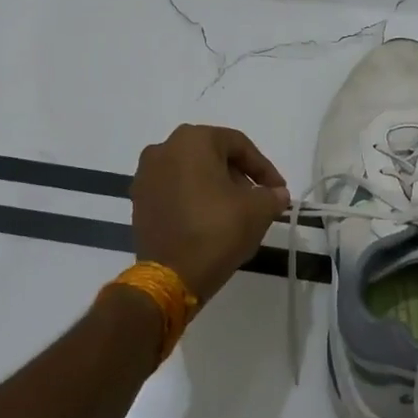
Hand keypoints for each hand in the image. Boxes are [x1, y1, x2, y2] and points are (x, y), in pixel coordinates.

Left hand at [130, 125, 290, 305]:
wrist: (171, 277)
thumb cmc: (217, 230)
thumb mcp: (258, 210)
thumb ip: (272, 195)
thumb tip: (277, 194)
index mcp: (192, 140)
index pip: (238, 145)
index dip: (263, 168)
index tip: (278, 190)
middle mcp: (163, 149)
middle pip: (212, 156)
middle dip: (238, 177)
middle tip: (257, 201)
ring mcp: (146, 176)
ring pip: (192, 174)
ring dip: (216, 188)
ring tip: (235, 214)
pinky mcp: (139, 202)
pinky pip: (174, 191)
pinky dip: (194, 200)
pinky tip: (210, 222)